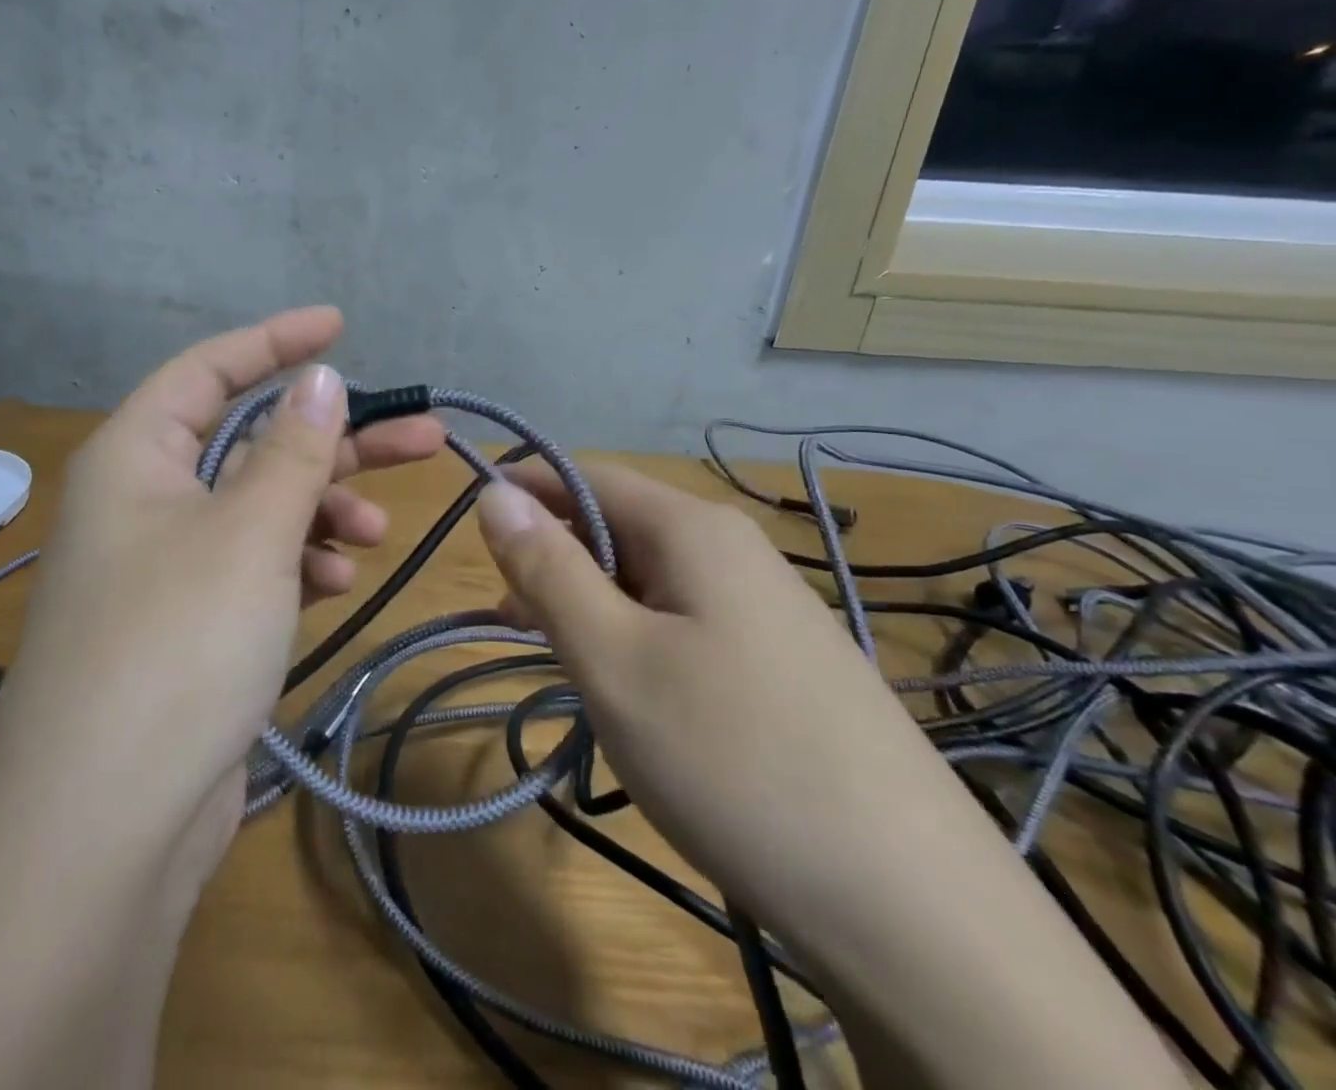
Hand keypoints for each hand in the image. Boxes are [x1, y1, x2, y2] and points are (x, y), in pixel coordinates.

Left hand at [0, 307, 443, 870]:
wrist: (105, 830)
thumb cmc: (177, 646)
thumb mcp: (249, 532)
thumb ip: (290, 449)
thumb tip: (319, 377)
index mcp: (136, 457)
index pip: (209, 370)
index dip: (275, 340)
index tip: (339, 326)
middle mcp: (143, 501)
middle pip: (250, 443)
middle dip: (333, 442)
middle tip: (422, 438)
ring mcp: (164, 566)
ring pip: (259, 509)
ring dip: (320, 513)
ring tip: (372, 537)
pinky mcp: (186, 624)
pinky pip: (253, 566)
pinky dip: (296, 564)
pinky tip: (333, 584)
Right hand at [476, 464, 1187, 1089]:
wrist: (913, 908)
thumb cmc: (731, 758)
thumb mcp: (611, 657)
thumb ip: (546, 567)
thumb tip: (495, 492)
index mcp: (693, 527)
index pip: (585, 473)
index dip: (522, 490)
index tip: (469, 529)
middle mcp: (734, 548)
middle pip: (617, 523)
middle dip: (552, 556)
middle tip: (506, 615)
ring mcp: (766, 606)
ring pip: (648, 577)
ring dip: (590, 601)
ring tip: (553, 654)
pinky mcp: (782, 661)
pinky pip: (684, 620)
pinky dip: (634, 637)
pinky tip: (627, 689)